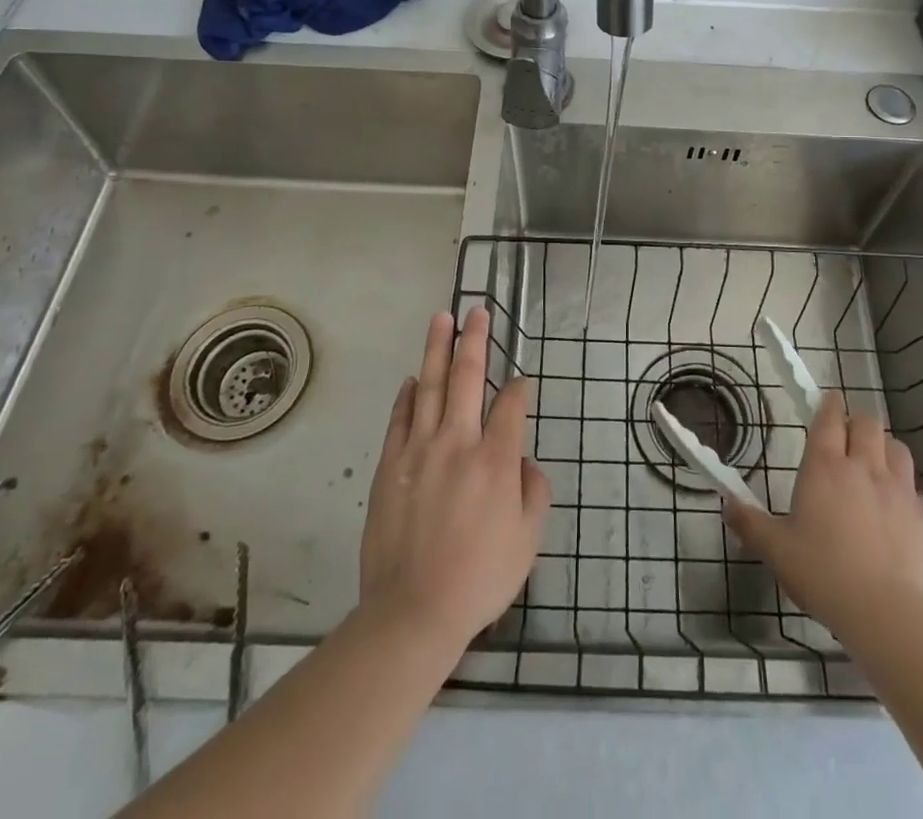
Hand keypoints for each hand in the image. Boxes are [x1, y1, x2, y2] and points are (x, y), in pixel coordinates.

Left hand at [359, 308, 549, 652]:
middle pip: (466, 377)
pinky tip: (411, 378)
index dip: (519, 388)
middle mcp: (458, 442)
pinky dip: (406, 395)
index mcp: (495, 460)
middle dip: (475, 340)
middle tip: (477, 311)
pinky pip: (399, 418)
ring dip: (437, 349)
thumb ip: (533, 491)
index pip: (510, 405)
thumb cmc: (479, 578)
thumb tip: (521, 462)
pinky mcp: (389, 465)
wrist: (413, 611)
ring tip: (441, 318)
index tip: (522, 382)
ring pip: (429, 386)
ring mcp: (419, 450)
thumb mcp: (528, 540)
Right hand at [725, 392, 922, 644]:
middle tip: (848, 439)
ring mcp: (902, 492)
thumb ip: (750, 523)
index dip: (828, 405)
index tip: (827, 401)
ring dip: (885, 450)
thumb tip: (726, 504)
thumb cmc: (823, 574)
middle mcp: (865, 468)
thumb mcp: (776, 550)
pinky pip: (918, 493)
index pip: (829, 418)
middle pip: (868, 423)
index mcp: (826, 467)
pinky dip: (908, 495)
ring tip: (876, 467)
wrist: (889, 615)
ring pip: (898, 449)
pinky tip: (899, 515)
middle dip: (858, 424)